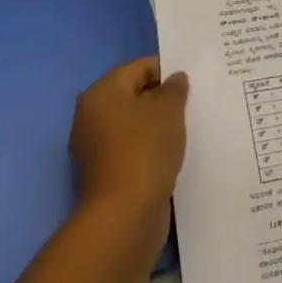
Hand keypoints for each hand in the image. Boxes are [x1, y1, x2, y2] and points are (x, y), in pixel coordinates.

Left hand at [69, 56, 188, 230]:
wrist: (125, 214)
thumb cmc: (145, 149)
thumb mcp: (169, 110)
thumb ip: (174, 89)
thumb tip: (175, 79)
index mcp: (100, 93)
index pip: (137, 68)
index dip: (166, 69)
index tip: (192, 80)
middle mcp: (90, 117)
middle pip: (132, 95)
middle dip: (161, 98)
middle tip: (192, 102)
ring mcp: (93, 148)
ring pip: (132, 124)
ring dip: (156, 124)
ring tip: (186, 127)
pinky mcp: (103, 174)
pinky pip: (130, 148)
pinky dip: (149, 147)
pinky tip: (172, 152)